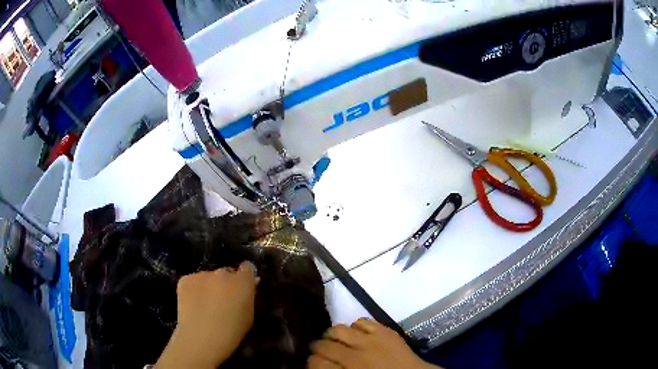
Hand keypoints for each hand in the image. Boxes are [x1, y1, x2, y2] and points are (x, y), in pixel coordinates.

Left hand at [155, 262, 258, 368]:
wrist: (202, 337)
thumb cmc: (232, 332)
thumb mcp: (249, 316)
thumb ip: (249, 297)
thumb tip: (251, 285)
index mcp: (242, 282)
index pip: (247, 268)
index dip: (245, 276)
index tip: (242, 285)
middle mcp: (222, 273)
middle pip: (226, 273)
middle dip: (225, 284)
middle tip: (222, 300)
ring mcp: (202, 275)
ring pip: (208, 278)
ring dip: (209, 286)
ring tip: (204, 305)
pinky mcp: (185, 279)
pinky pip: (192, 281)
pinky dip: (194, 290)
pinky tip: (193, 305)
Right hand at [308, 318, 440, 368]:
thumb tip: (319, 365)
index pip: (315, 362)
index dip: (310, 362)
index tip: (313, 362)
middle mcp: (355, 355)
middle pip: (323, 345)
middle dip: (318, 347)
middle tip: (320, 351)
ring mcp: (371, 340)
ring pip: (339, 329)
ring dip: (333, 335)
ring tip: (337, 340)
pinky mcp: (385, 330)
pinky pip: (362, 321)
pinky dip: (356, 327)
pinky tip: (358, 335)